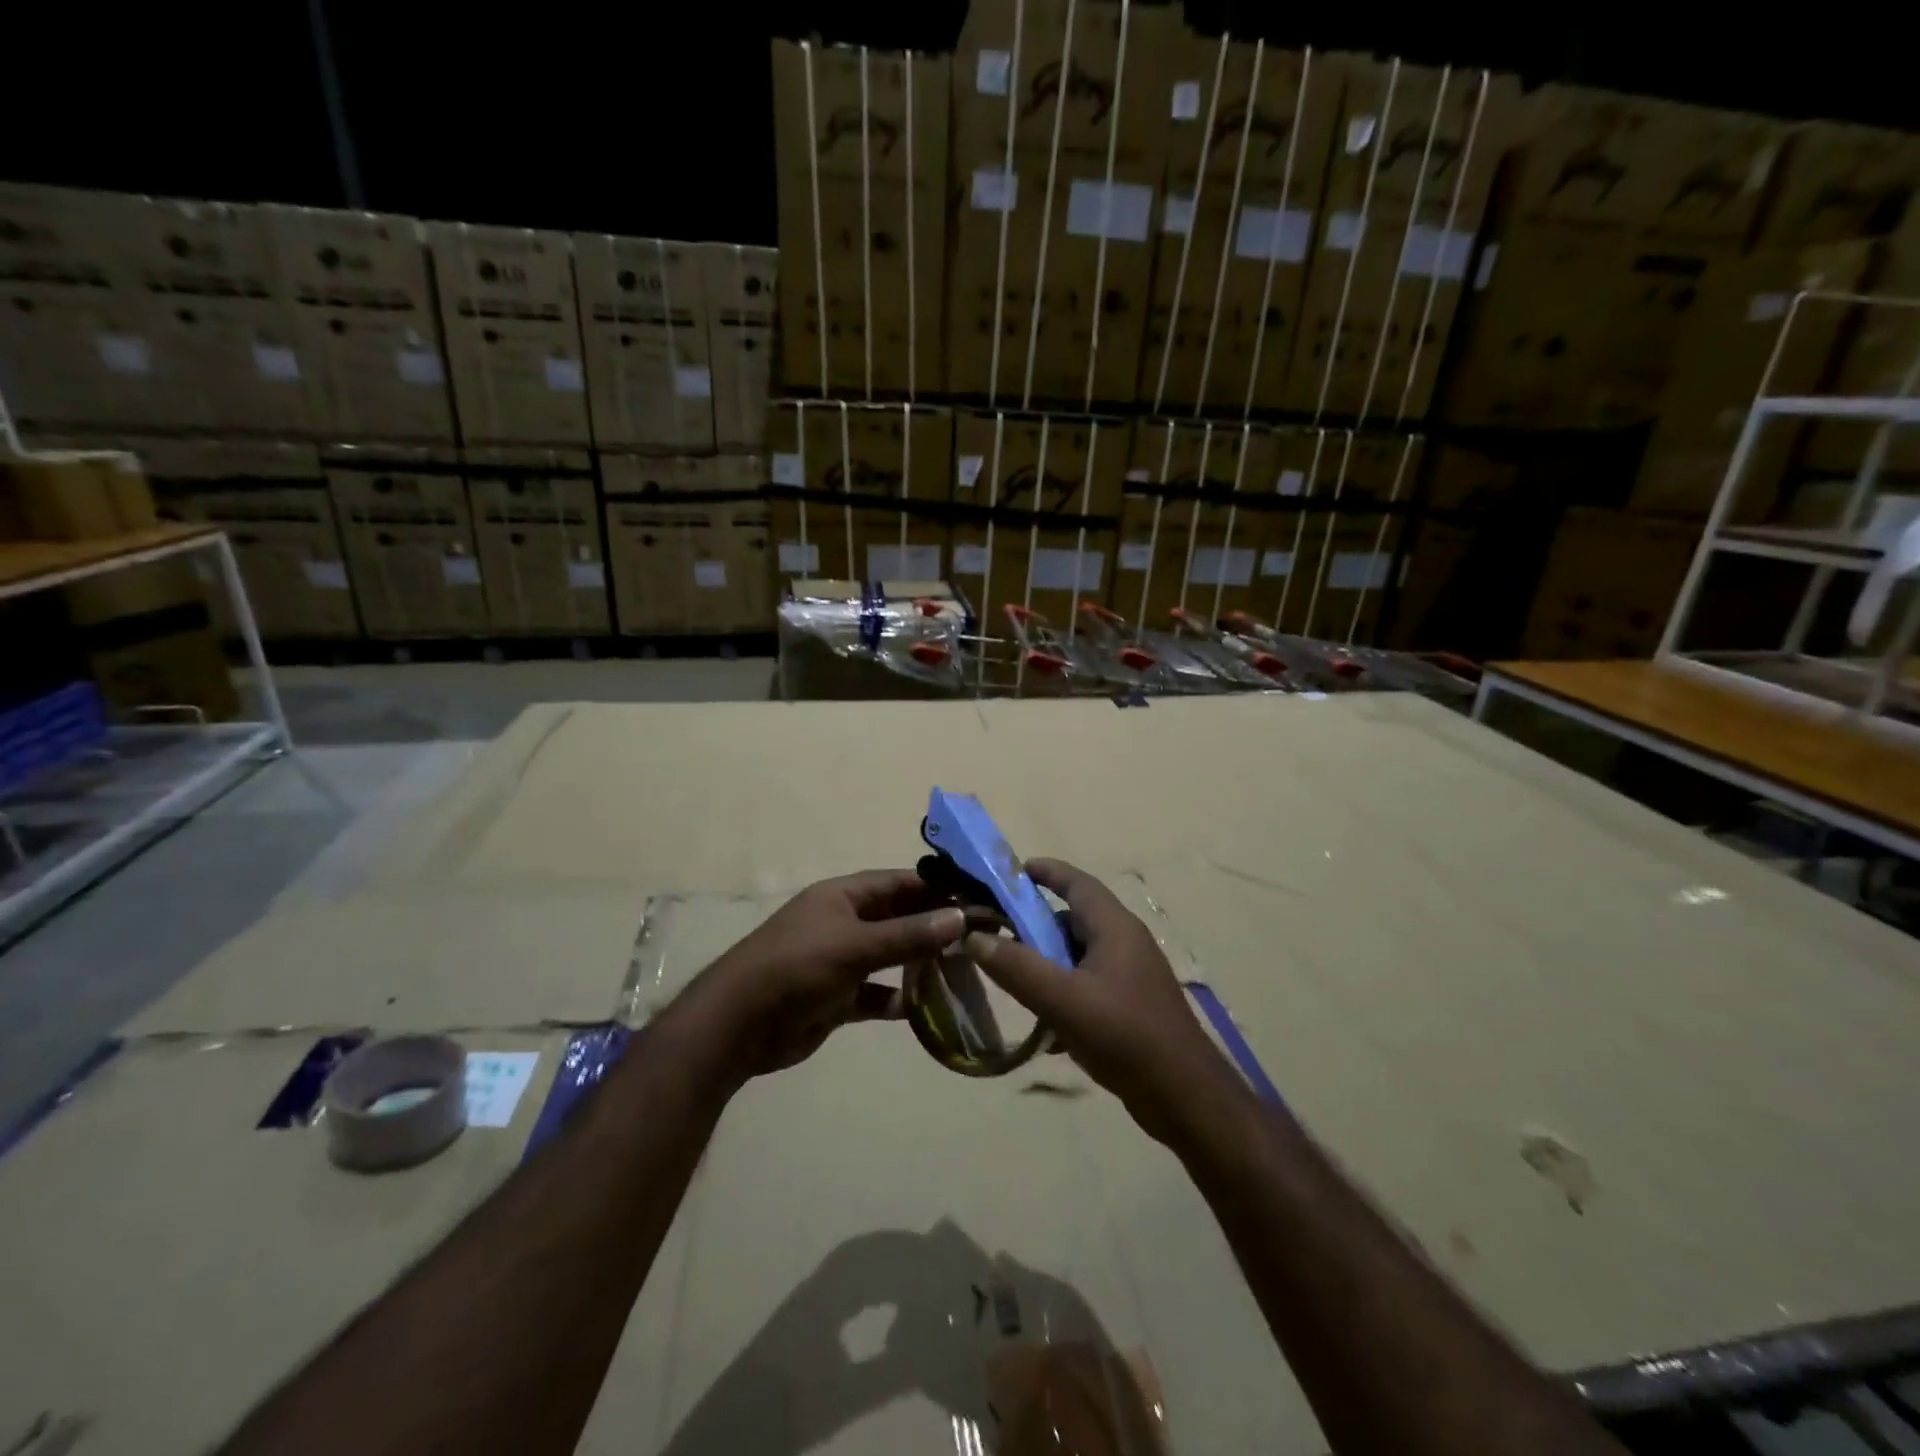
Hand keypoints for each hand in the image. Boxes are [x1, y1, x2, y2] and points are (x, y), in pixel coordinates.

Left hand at [687, 870, 964, 1078]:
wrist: (738, 1027)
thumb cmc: (796, 969)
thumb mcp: (854, 946)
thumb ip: (907, 935)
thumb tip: (961, 916)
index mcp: (843, 896)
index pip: (899, 883)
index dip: (937, 887)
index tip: (977, 897)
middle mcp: (843, 922)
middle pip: (898, 918)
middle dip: (934, 925)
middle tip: (980, 935)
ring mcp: (840, 960)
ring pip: (890, 955)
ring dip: (920, 962)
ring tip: (962, 969)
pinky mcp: (836, 997)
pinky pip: (875, 993)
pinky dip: (897, 999)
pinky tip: (924, 1007)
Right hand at [964, 859, 1243, 1144]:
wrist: (1184, 1096)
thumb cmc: (1124, 1035)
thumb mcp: (1062, 999)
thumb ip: (1016, 967)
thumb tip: (975, 937)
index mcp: (1115, 927)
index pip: (1076, 882)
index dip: (1044, 872)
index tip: (1009, 872)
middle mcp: (1125, 942)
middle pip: (1074, 917)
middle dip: (1035, 921)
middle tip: (996, 931)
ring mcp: (1131, 975)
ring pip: (1079, 953)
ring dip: (1047, 959)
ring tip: (1012, 976)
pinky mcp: (1131, 1006)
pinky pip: (1088, 983)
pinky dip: (1063, 989)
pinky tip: (1043, 1021)